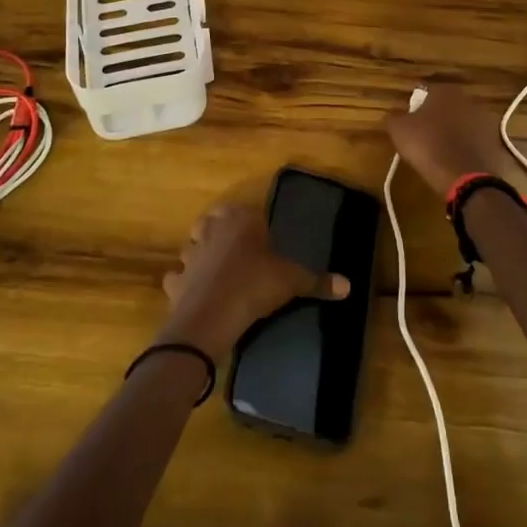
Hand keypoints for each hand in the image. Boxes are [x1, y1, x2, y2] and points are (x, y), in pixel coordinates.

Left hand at [159, 201, 347, 357]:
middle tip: (238, 250)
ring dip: (200, 254)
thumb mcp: (291, 281)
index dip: (251, 221)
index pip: (244, 210)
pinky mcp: (176, 280)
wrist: (212, 316)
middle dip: (220, 230)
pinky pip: (177, 277)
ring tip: (216, 270)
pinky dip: (183, 283)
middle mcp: (211, 230)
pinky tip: (195, 293)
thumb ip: (317, 281)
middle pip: (212, 221)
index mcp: (239, 220)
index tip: (261, 237)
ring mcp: (190, 254)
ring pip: (192, 246)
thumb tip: (349, 285)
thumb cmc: (255, 285)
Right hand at [385, 84, 508, 195]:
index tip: (410, 121)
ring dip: (454, 131)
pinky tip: (456, 160)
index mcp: (445, 91)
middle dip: (437, 117)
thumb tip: (393, 114)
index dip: (416, 106)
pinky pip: (475, 140)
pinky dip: (467, 146)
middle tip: (424, 134)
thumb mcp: (399, 130)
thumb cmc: (428, 146)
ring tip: (441, 150)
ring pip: (463, 122)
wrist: (465, 177)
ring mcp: (486, 120)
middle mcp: (468, 99)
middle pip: (447, 106)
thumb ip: (394, 116)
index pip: (426, 92)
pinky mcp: (495, 141)